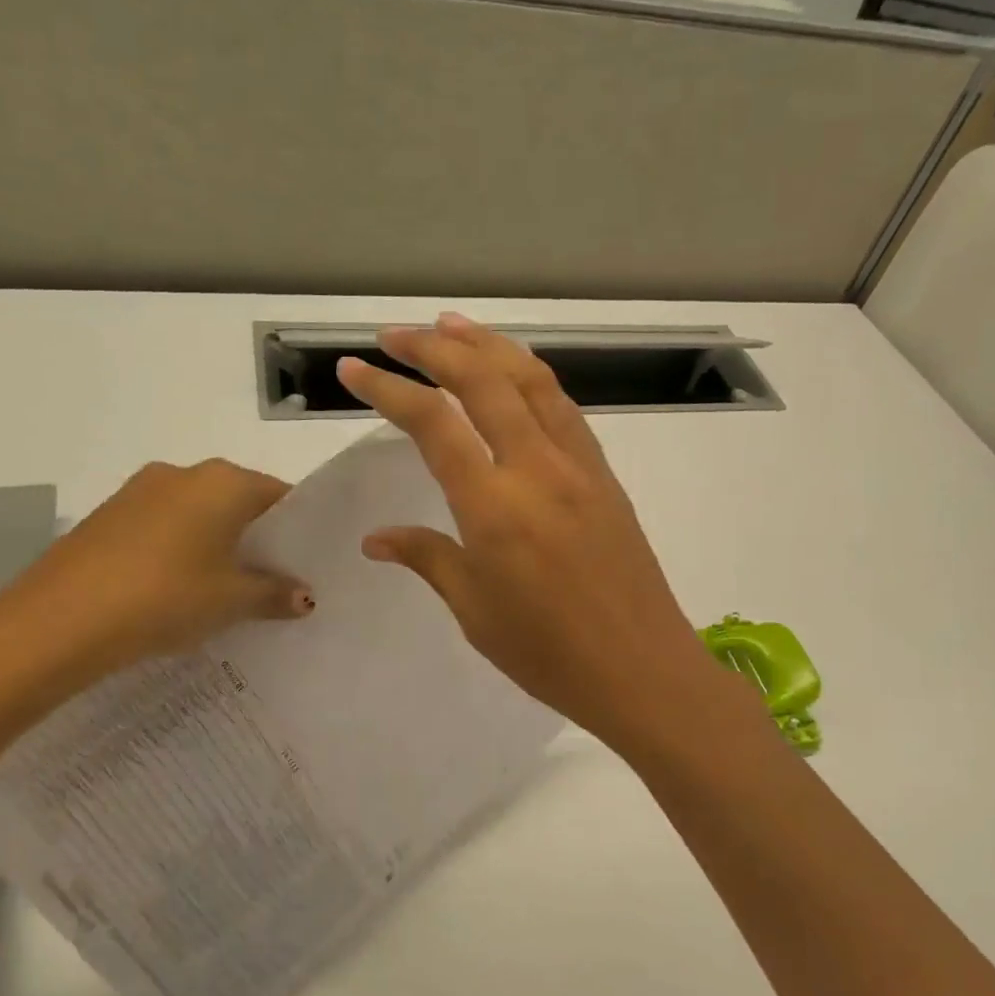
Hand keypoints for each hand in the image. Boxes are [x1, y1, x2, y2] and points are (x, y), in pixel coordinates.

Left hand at [0, 459, 313, 700]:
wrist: (58, 620)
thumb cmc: (165, 597)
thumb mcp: (231, 601)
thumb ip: (274, 594)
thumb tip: (305, 597)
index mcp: (223, 482)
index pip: (279, 495)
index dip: (298, 529)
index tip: (306, 563)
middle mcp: (184, 473)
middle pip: (238, 501)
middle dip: (257, 538)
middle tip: (273, 580)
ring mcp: (140, 491)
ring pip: (198, 513)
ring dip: (217, 544)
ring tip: (225, 589)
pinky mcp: (108, 515)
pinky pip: (163, 526)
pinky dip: (180, 549)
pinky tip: (177, 588)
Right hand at [336, 315, 739, 753]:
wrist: (641, 670)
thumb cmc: (547, 653)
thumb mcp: (474, 610)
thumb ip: (427, 558)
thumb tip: (377, 538)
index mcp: (493, 506)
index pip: (431, 424)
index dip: (387, 387)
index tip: (354, 367)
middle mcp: (536, 469)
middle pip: (482, 380)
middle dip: (434, 346)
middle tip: (396, 334)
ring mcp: (578, 466)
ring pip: (531, 380)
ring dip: (488, 344)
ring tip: (451, 325)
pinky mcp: (604, 475)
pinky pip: (564, 407)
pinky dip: (531, 376)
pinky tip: (514, 373)